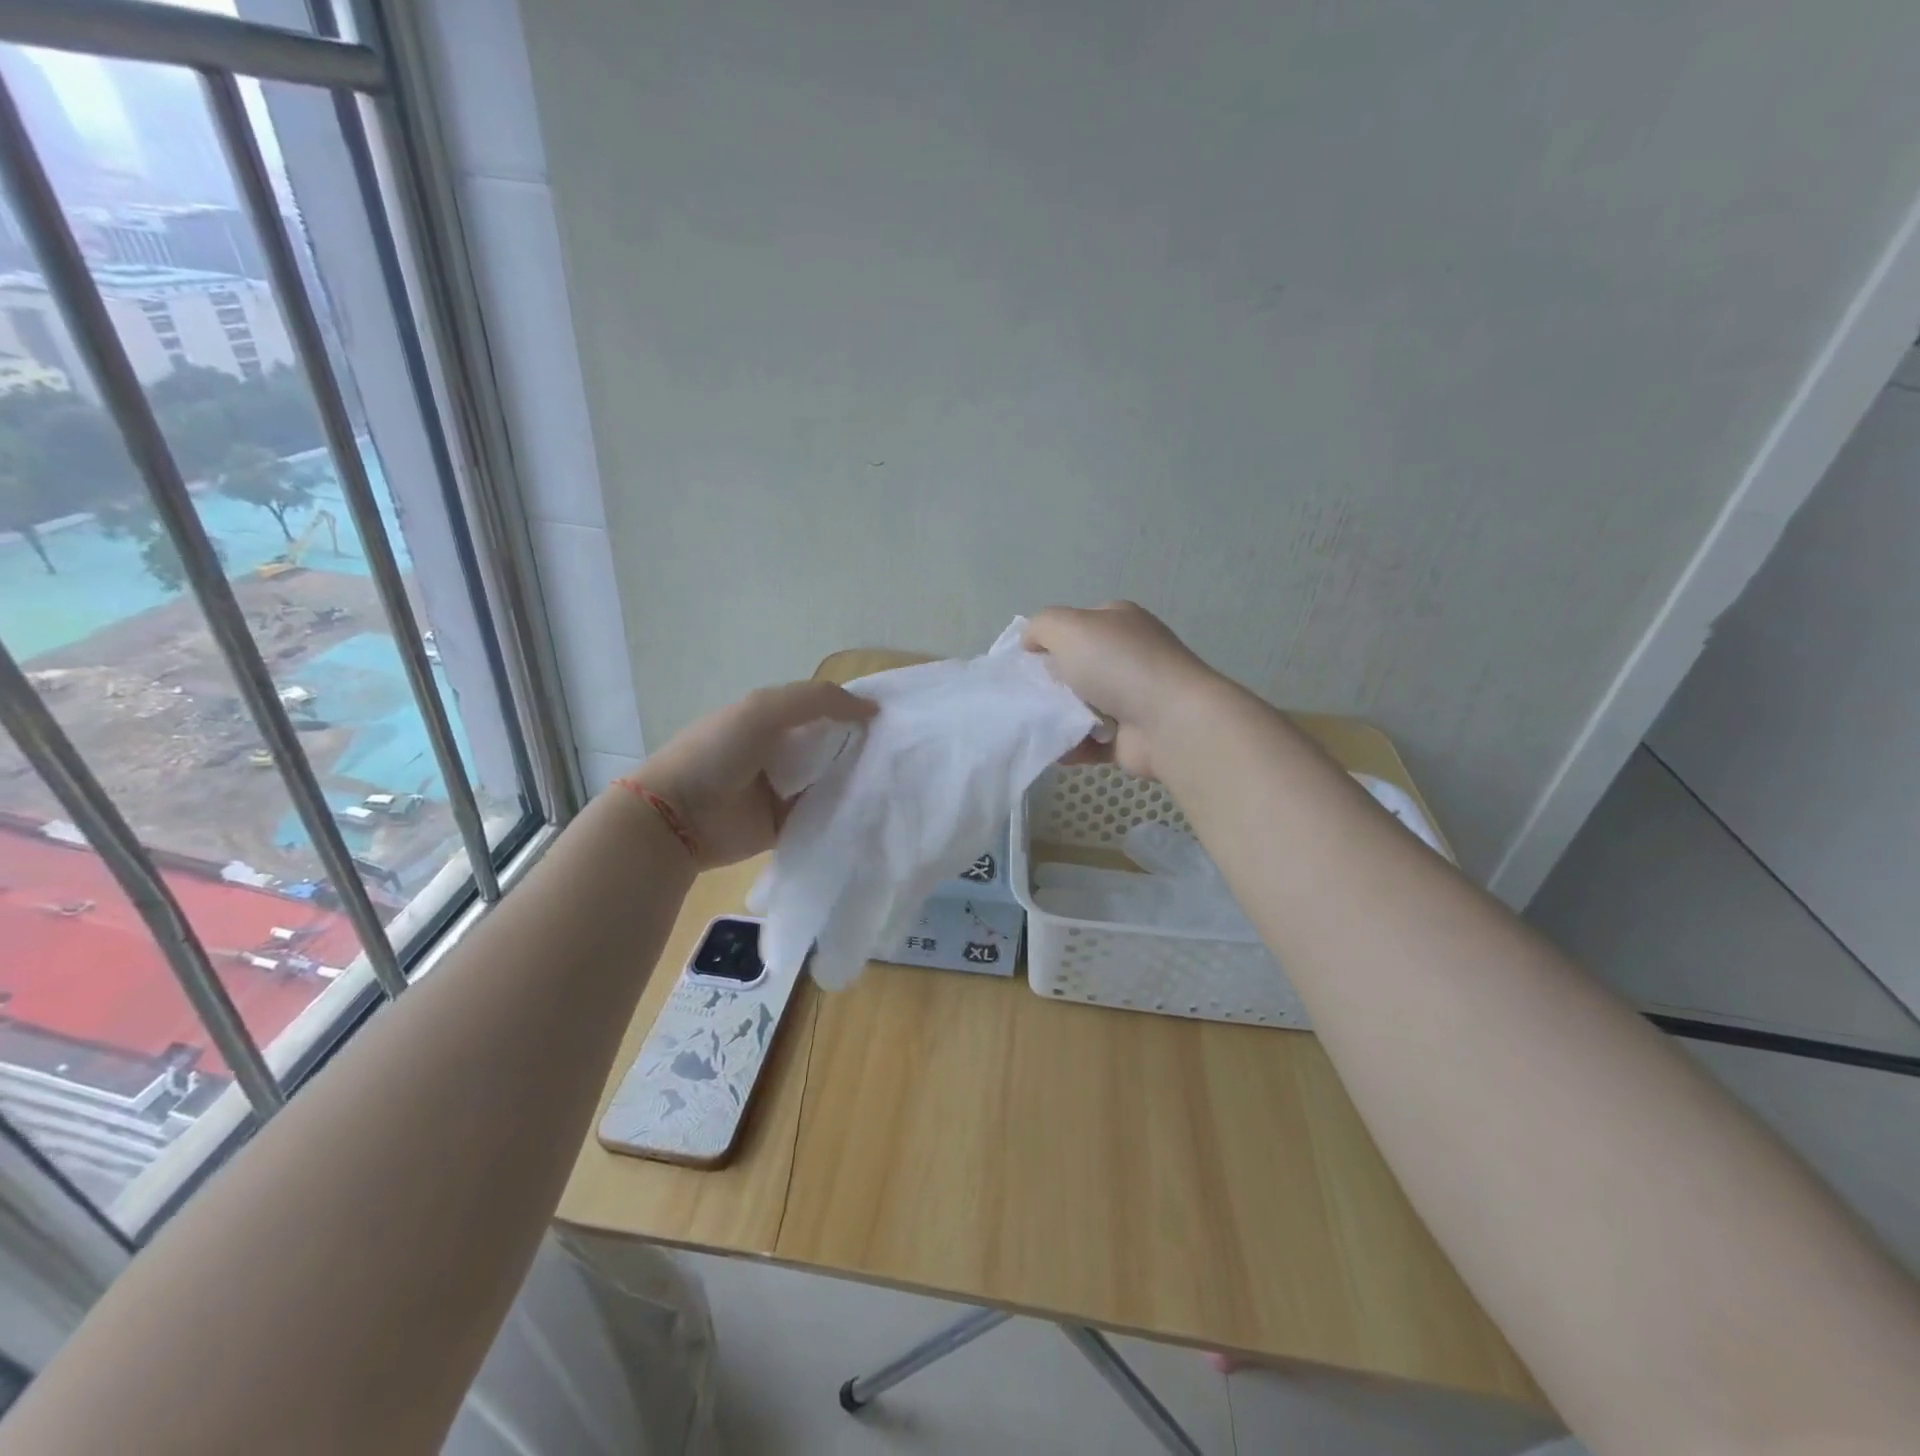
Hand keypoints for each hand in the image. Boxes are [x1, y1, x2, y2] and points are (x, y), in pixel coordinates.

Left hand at [625, 681, 876, 868]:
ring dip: (857, 780)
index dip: (855, 710)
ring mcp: (784, 790)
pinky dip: (843, 813)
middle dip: (863, 747)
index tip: (895, 718)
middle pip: (832, 746)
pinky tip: (875, 810)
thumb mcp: (763, 709)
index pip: (824, 709)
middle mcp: (782, 752)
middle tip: (904, 753)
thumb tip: (872, 709)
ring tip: (899, 781)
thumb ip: (817, 700)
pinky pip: (823, 816)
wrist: (676, 817)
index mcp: (773, 719)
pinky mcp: (787, 825)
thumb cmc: (716, 752)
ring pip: (832, 781)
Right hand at [1023, 602, 1222, 778]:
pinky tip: (1057, 750)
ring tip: (1037, 726)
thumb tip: (1030, 642)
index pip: (1077, 624)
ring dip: (1058, 718)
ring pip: (1081, 706)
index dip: (1049, 640)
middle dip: (1050, 682)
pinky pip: (1090, 741)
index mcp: (1119, 622)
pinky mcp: (1131, 736)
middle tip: (1027, 696)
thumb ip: (1041, 627)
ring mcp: (1133, 698)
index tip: (1025, 660)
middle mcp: (1128, 656)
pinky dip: (1073, 746)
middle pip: (1076, 667)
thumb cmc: (1118, 666)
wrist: (1170, 722)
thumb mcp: (1069, 627)